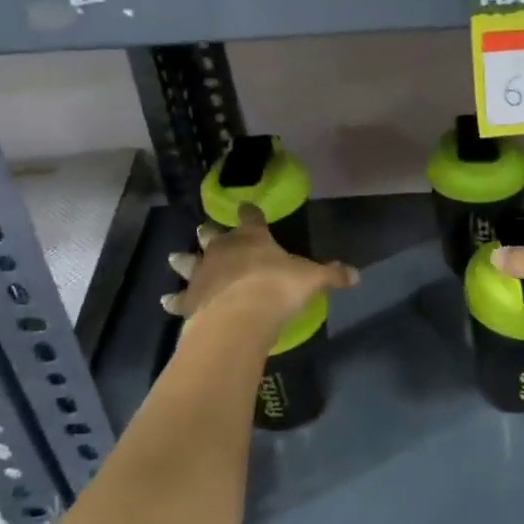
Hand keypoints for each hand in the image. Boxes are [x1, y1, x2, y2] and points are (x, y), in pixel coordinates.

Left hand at [162, 204, 356, 333]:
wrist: (239, 316)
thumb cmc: (277, 288)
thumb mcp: (312, 279)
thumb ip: (332, 274)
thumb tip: (356, 274)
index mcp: (252, 238)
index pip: (251, 217)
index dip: (250, 211)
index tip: (248, 207)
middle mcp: (222, 249)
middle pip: (212, 235)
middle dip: (210, 233)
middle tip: (205, 231)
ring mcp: (201, 273)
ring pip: (187, 261)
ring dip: (183, 260)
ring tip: (175, 258)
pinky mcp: (189, 299)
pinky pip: (178, 298)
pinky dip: (173, 300)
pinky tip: (166, 302)